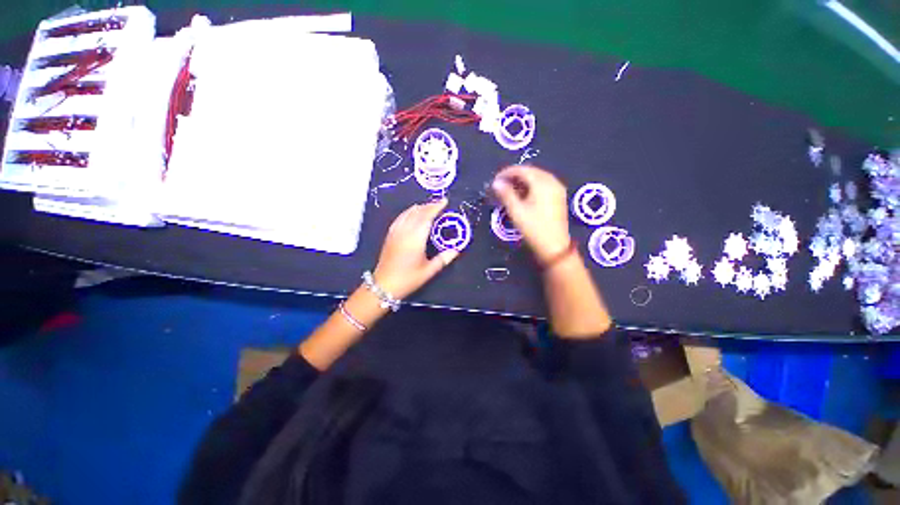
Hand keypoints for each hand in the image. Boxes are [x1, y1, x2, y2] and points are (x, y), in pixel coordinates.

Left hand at [373, 199, 459, 299]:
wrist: (383, 285)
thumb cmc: (408, 279)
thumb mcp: (428, 271)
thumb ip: (443, 259)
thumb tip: (456, 250)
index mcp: (416, 238)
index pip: (427, 217)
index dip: (436, 207)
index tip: (444, 201)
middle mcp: (405, 231)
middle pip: (417, 212)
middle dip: (429, 205)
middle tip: (439, 203)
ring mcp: (395, 232)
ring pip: (408, 213)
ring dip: (419, 208)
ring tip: (428, 207)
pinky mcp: (390, 235)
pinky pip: (400, 218)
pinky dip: (408, 212)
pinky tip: (412, 214)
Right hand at [492, 165, 570, 263]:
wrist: (554, 246)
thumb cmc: (534, 228)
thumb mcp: (516, 211)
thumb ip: (506, 194)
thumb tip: (496, 182)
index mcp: (542, 183)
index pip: (522, 170)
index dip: (506, 173)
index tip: (494, 180)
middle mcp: (552, 181)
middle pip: (530, 172)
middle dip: (514, 176)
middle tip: (500, 185)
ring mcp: (557, 189)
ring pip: (537, 178)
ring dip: (522, 181)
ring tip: (509, 190)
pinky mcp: (558, 197)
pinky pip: (543, 185)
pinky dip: (531, 186)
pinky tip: (522, 195)